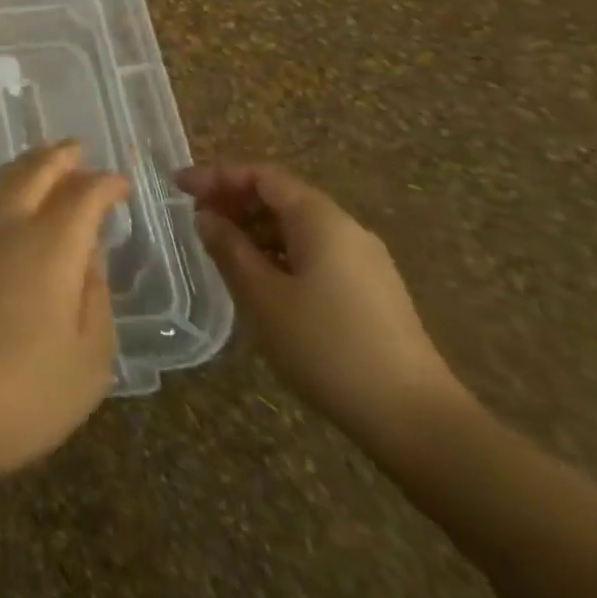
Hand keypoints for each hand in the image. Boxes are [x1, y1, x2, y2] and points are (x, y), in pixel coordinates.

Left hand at [0, 141, 128, 487]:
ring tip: (41, 163)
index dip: (104, 184)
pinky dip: (1, 190)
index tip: (120, 184)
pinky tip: (6, 205)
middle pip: (34, 172)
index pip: (82, 196)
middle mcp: (7, 226)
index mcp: (50, 245)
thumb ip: (95, 298)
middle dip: (60, 157)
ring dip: (26, 166)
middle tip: (77, 148)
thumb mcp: (89, 360)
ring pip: (0, 182)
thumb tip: (90, 256)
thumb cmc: (24, 392)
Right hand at [176, 164, 467, 443]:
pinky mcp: (371, 293)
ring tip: (219, 248)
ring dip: (254, 228)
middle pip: (281, 197)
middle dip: (234, 200)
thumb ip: (229, 248)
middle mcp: (346, 229)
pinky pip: (313, 253)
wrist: (418, 422)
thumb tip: (207, 218)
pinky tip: (259, 279)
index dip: (216, 175)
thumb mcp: (262, 295)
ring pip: (297, 227)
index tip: (178, 186)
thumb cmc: (327, 347)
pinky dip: (278, 252)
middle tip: (194, 217)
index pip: (261, 176)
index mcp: (321, 219)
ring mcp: (364, 262)